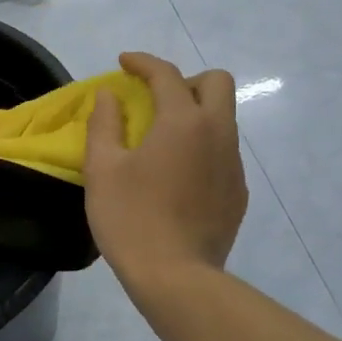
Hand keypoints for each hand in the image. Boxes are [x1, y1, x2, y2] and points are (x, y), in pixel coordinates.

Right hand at [85, 51, 247, 285]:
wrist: (176, 278)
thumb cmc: (131, 219)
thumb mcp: (103, 169)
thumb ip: (105, 123)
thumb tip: (111, 96)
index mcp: (184, 122)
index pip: (167, 74)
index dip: (143, 62)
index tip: (124, 64)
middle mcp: (218, 134)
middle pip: (217, 83)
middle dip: (186, 80)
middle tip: (156, 100)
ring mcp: (234, 164)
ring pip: (224, 118)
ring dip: (196, 114)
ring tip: (163, 141)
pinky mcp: (238, 193)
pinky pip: (224, 152)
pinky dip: (203, 147)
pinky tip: (179, 176)